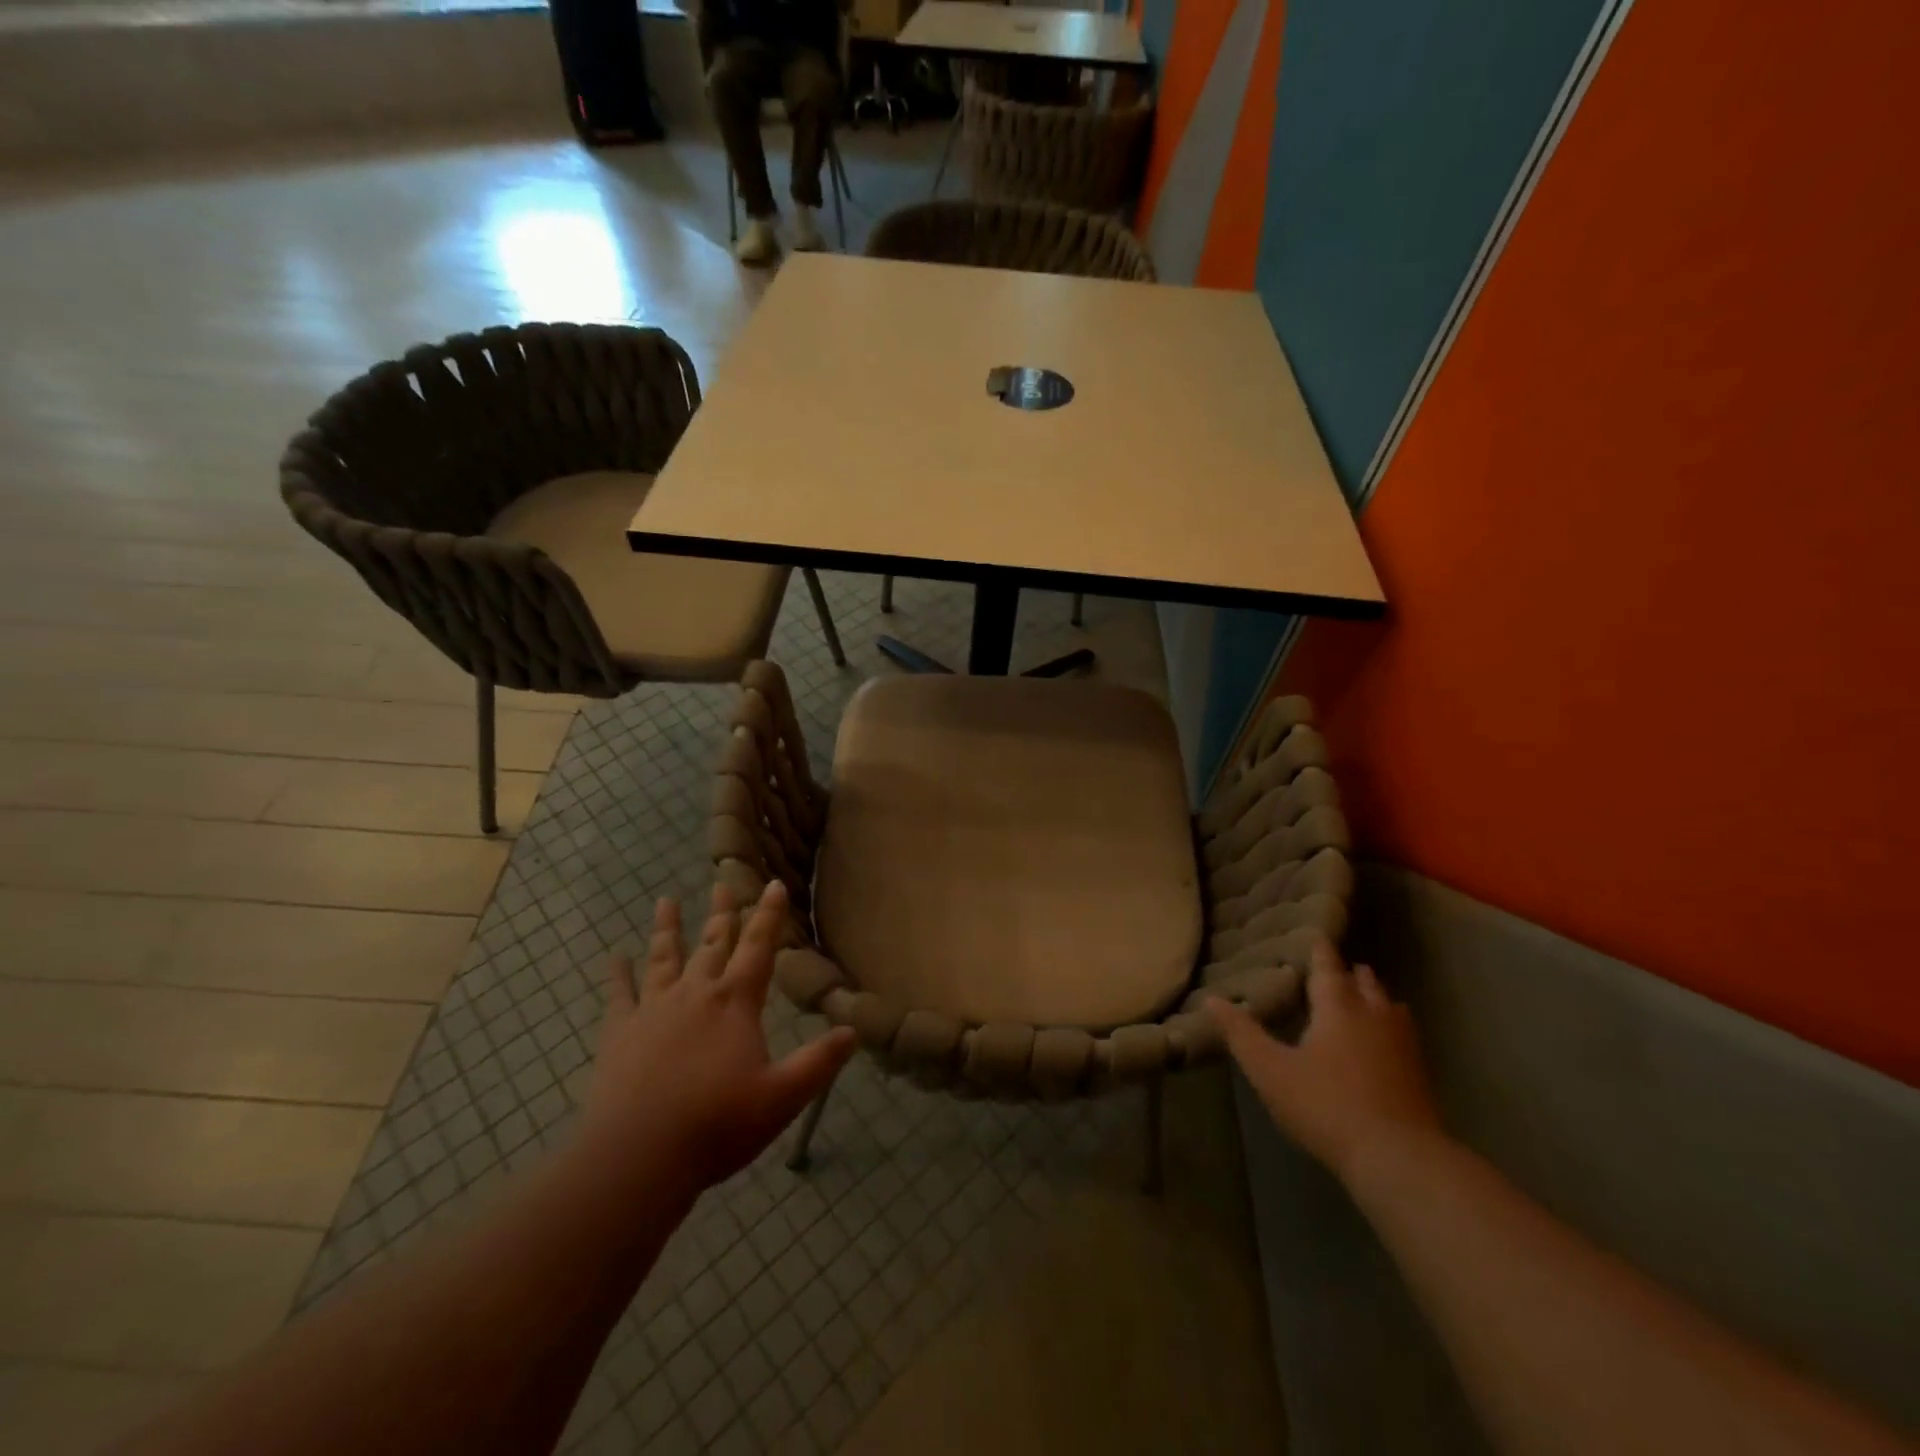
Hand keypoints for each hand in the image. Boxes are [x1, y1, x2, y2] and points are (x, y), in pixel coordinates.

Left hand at [578, 880, 856, 1197]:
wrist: (637, 1157)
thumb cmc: (717, 1125)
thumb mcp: (782, 1096)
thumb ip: (819, 1062)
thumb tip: (853, 1030)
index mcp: (735, 1004)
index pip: (759, 948)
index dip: (769, 915)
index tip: (774, 884)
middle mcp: (696, 994)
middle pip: (712, 943)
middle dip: (722, 912)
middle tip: (722, 881)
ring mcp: (653, 1010)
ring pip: (664, 958)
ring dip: (668, 929)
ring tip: (665, 900)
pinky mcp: (619, 1033)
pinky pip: (619, 995)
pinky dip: (618, 974)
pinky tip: (615, 958)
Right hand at [1208, 939, 1442, 1186]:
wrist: (1399, 1159)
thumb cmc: (1326, 1106)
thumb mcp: (1270, 1071)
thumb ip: (1242, 1034)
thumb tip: (1211, 999)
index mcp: (1338, 1009)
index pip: (1327, 969)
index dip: (1320, 952)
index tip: (1318, 934)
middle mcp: (1373, 1017)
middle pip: (1365, 985)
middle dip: (1352, 974)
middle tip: (1342, 966)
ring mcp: (1403, 1047)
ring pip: (1391, 1009)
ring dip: (1377, 998)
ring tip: (1367, 996)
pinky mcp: (1420, 1077)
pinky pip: (1405, 1036)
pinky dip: (1393, 1027)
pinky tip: (1388, 1042)